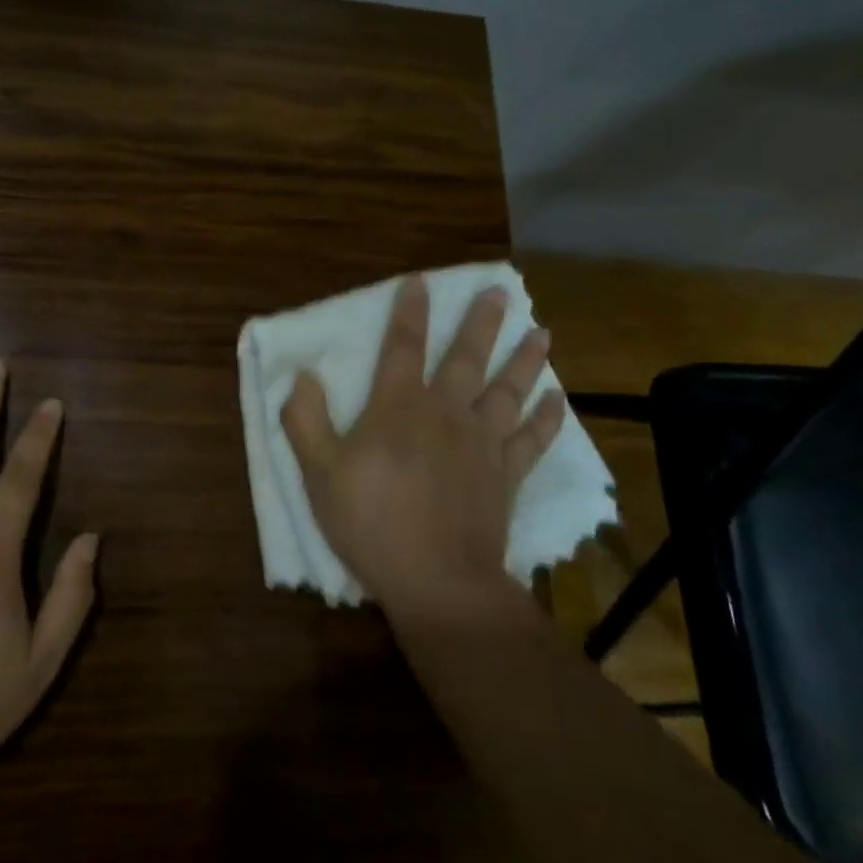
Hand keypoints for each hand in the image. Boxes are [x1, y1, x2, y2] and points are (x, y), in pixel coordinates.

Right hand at [282, 277, 564, 629]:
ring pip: (508, 391)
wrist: (437, 580)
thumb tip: (304, 375)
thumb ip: (306, 421)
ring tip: (541, 333)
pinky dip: (548, 419)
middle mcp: (445, 413)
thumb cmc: (371, 524)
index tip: (421, 282)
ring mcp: (482, 443)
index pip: (403, 347)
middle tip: (500, 291)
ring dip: (525, 360)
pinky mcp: (506, 475)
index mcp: (398, 408)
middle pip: (467, 358)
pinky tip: (558, 401)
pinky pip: (532, 440)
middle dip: (481, 323)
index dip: (409, 312)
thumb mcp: (319, 474)